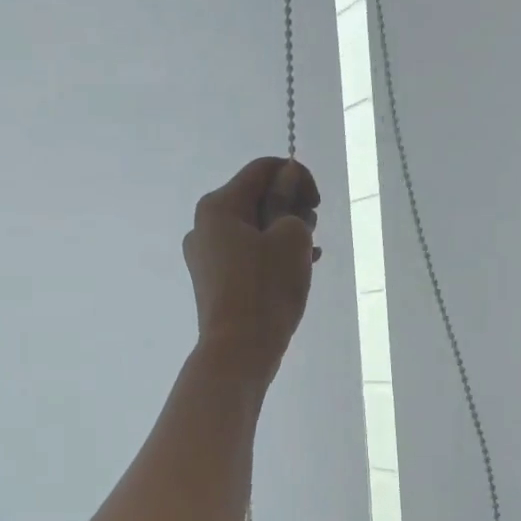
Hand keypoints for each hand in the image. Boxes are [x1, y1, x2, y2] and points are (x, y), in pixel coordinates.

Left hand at [184, 157, 321, 380]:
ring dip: (283, 232)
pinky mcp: (213, 282)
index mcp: (218, 206)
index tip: (317, 203)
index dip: (296, 176)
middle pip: (254, 198)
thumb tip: (284, 180)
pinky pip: (247, 255)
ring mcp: (205, 257)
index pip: (262, 170)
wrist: (239, 351)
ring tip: (308, 253)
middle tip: (311, 231)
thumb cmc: (267, 288)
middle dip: (289, 206)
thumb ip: (288, 200)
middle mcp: (204, 227)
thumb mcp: (290, 237)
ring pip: (252, 229)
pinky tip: (298, 267)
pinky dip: (271, 254)